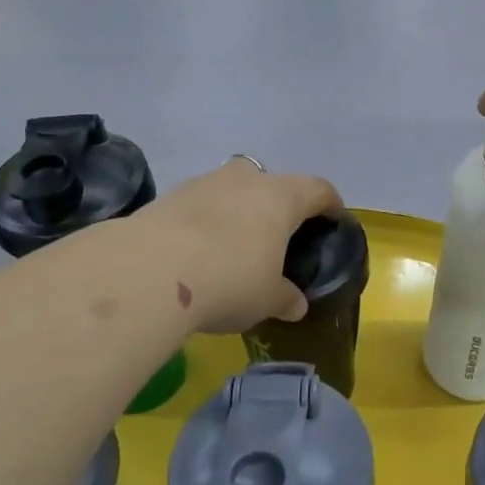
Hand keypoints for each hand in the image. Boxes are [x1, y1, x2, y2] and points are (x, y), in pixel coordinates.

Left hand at [141, 158, 343, 333]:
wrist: (150, 271)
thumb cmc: (229, 280)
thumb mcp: (267, 299)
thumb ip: (286, 298)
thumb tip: (296, 305)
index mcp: (281, 197)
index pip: (318, 189)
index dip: (330, 203)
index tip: (333, 218)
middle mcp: (245, 179)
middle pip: (271, 181)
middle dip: (277, 204)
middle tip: (277, 236)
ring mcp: (204, 182)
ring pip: (231, 190)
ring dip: (237, 211)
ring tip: (233, 246)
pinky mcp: (169, 196)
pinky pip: (199, 205)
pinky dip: (204, 222)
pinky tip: (197, 252)